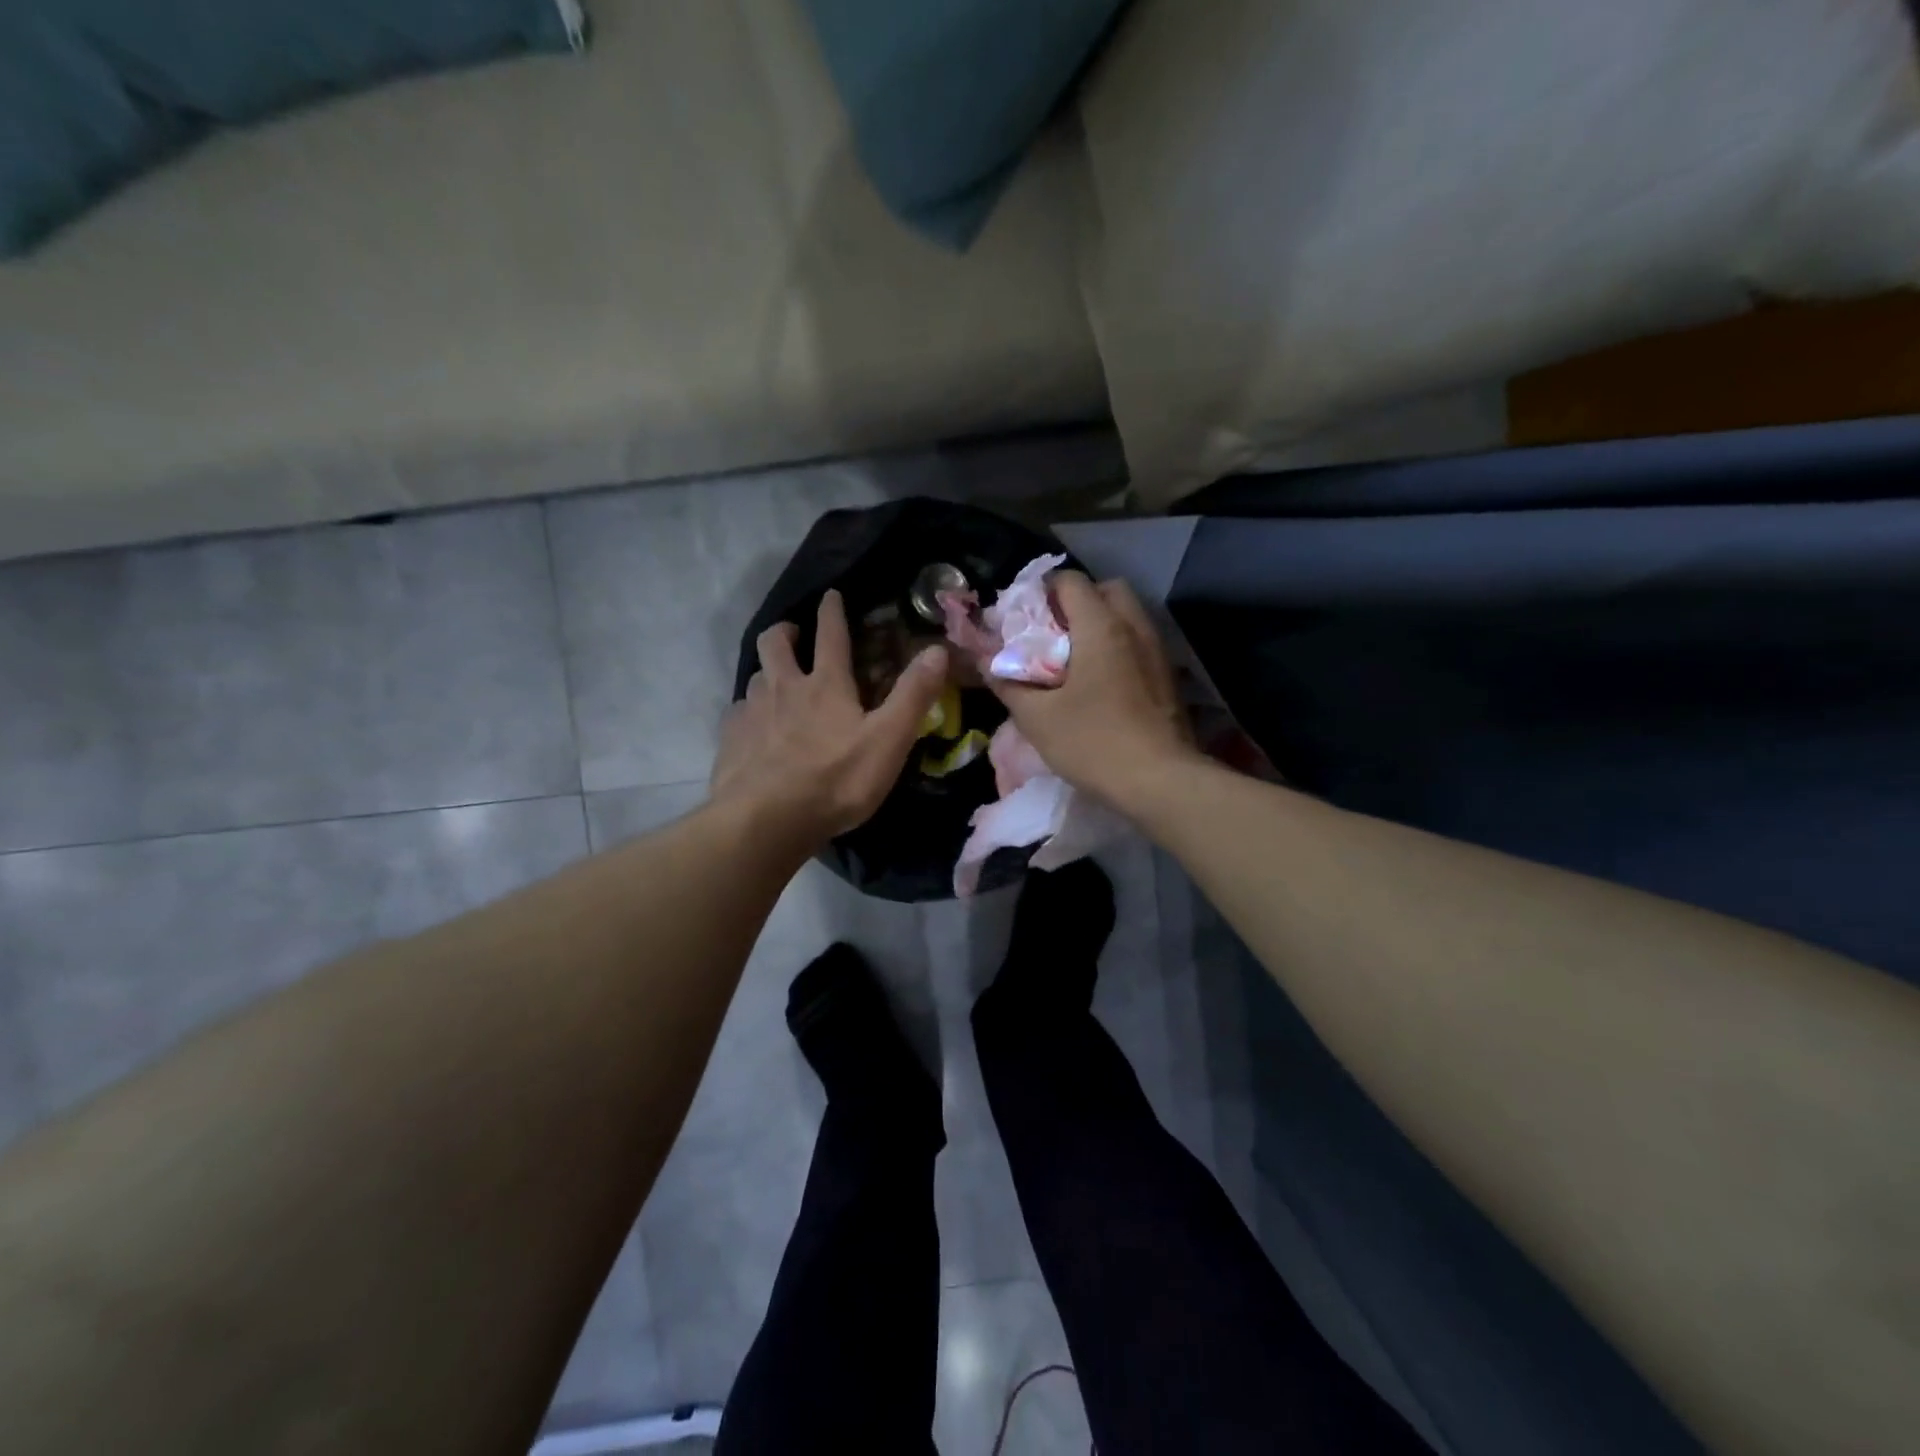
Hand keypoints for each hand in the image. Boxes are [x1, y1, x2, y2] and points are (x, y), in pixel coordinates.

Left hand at [712, 589, 947, 847]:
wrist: (765, 821)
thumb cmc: (835, 780)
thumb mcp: (888, 740)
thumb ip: (913, 695)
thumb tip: (937, 649)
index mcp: (825, 685)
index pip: (831, 634)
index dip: (833, 611)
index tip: (831, 595)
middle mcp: (783, 688)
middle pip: (774, 643)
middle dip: (785, 631)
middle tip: (794, 633)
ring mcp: (751, 713)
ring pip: (755, 677)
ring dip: (767, 672)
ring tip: (776, 685)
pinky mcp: (730, 741)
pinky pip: (738, 713)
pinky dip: (749, 711)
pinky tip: (755, 729)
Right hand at [990, 572, 1198, 806]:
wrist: (1160, 781)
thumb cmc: (1093, 742)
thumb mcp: (1037, 718)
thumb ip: (1009, 684)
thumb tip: (987, 662)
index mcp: (1100, 626)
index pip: (1070, 581)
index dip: (1041, 592)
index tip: (1023, 619)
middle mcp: (1134, 627)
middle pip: (1106, 590)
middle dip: (1077, 602)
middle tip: (1052, 634)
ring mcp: (1157, 651)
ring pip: (1127, 616)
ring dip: (1099, 625)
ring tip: (1073, 660)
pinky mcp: (1168, 677)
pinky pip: (1138, 643)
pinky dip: (1117, 648)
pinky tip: (1100, 683)